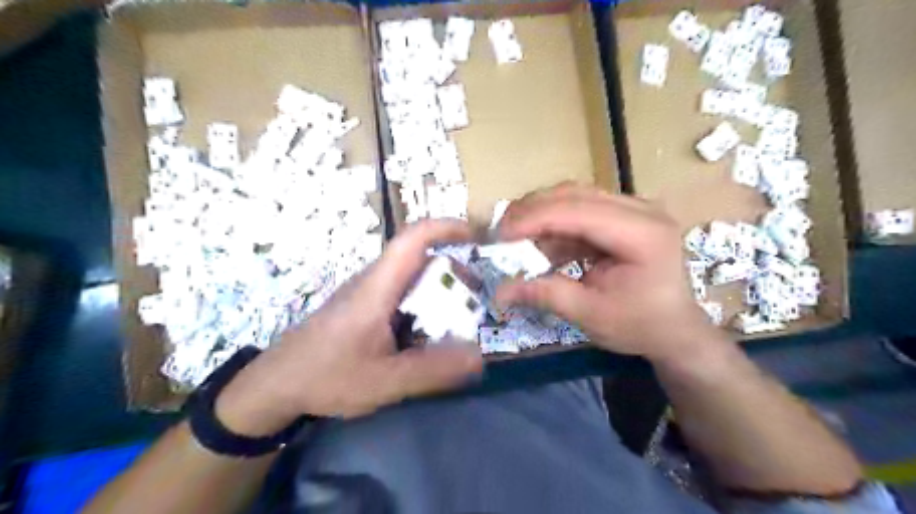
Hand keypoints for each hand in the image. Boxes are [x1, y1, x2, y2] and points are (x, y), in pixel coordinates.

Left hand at [217, 218, 482, 434]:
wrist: (276, 384)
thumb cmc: (327, 377)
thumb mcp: (385, 381)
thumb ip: (432, 371)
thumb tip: (478, 356)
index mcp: (377, 289)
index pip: (412, 240)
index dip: (445, 228)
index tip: (475, 234)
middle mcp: (371, 281)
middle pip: (417, 257)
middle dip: (451, 266)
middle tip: (476, 293)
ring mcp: (364, 292)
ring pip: (409, 275)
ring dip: (437, 285)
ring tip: (460, 313)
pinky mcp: (361, 305)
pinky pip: (399, 292)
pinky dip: (422, 300)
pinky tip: (428, 329)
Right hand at [495, 185, 730, 365]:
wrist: (676, 330)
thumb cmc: (641, 326)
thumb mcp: (591, 315)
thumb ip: (546, 295)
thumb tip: (500, 291)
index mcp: (642, 234)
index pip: (579, 211)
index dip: (534, 219)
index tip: (500, 235)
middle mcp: (641, 210)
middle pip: (575, 194)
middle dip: (532, 211)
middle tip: (500, 232)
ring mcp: (634, 209)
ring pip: (575, 196)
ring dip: (540, 214)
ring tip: (513, 236)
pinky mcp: (623, 217)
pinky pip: (580, 210)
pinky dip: (554, 225)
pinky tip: (538, 244)